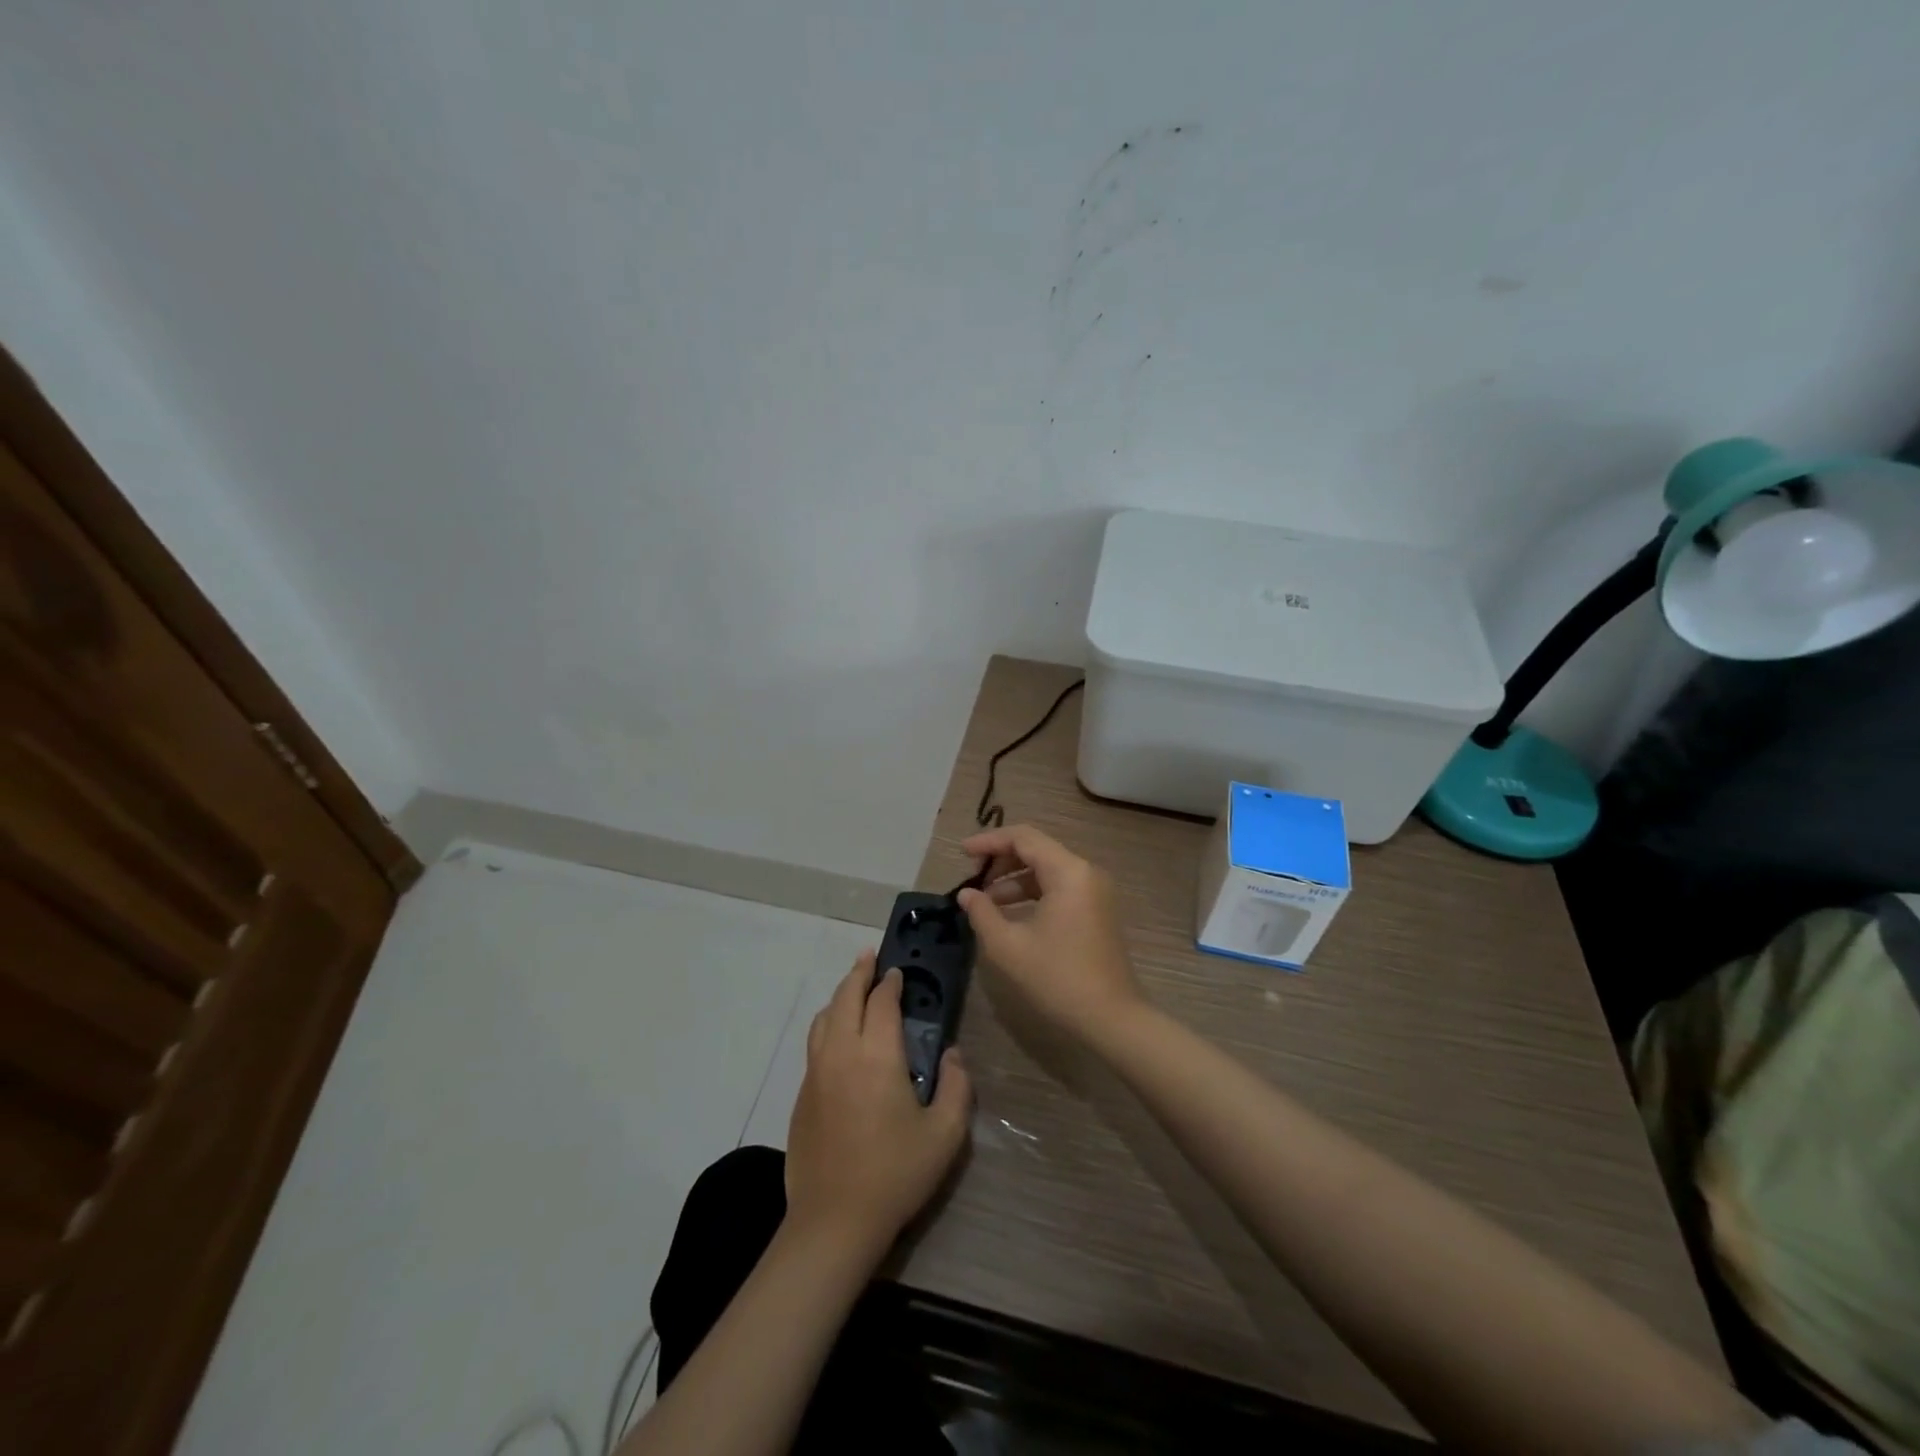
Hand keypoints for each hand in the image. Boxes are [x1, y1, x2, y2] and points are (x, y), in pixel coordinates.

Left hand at [784, 951, 972, 1258]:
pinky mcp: (803, 1095)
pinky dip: (828, 1023)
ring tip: (853, 988)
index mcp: (877, 1056)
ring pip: (824, 1017)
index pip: (882, 1002)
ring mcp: (816, 1073)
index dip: (891, 982)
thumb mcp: (944, 1134)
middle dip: (858, 973)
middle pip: (845, 997)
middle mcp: (841, 1053)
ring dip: (840, 995)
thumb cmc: (895, 1175)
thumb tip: (953, 1055)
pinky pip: (815, 1043)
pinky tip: (838, 1034)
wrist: (833, 1222)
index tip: (899, 972)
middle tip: (870, 957)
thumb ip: (957, 1087)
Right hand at [955, 824, 1143, 1043]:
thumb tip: (967, 894)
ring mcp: (1095, 891)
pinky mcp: (1097, 910)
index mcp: (1068, 871)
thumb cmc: (1057, 978)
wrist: (1111, 1019)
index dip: (989, 841)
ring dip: (1015, 880)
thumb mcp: (1008, 946)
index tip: (962, 853)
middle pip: (1037, 849)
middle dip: (1001, 861)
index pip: (1023, 837)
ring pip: (1047, 869)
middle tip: (973, 881)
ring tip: (986, 902)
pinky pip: (1060, 887)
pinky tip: (1010, 915)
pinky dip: (1033, 893)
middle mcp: (1085, 872)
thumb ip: (982, 913)